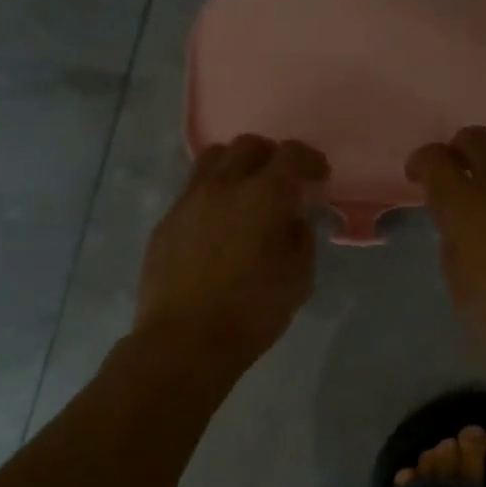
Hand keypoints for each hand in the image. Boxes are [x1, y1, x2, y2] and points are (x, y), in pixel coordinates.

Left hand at [136, 136, 329, 371]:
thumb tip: (293, 220)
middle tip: (283, 180)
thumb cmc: (252, 313)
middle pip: (248, 145)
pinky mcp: (166, 221)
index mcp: (264, 196)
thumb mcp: (298, 279)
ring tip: (246, 191)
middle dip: (271, 156)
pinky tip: (218, 224)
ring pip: (213, 159)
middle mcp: (223, 186)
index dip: (310, 160)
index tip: (318, 175)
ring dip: (237, 166)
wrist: (184, 341)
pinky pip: (193, 190)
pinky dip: (213, 193)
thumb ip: (301, 239)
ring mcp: (189, 201)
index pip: (291, 154)